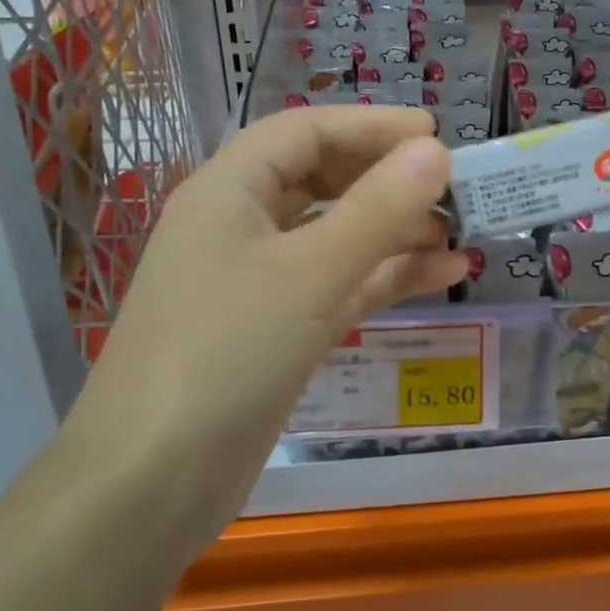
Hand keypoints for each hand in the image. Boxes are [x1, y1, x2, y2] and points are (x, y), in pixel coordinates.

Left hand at [78, 106, 466, 532]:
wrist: (149, 485)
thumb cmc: (225, 354)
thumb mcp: (310, 274)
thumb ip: (378, 209)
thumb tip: (436, 151)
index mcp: (229, 191)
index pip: (306, 132)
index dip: (371, 126)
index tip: (436, 134)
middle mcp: (240, 226)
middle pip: (322, 180)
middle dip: (387, 180)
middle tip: (453, 186)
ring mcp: (259, 282)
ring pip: (336, 235)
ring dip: (395, 230)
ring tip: (460, 232)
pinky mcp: (277, 330)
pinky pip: (339, 285)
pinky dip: (386, 277)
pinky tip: (443, 275)